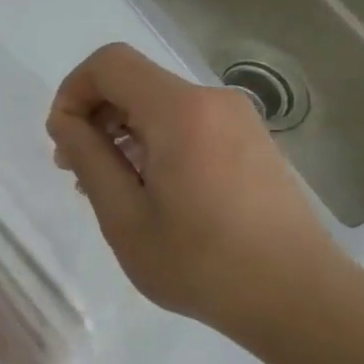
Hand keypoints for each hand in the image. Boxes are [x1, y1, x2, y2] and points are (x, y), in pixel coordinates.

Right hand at [45, 42, 356, 343]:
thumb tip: (65, 121)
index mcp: (180, 111)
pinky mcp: (253, 142)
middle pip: (135, 82)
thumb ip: (87, 158)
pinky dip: (156, 143)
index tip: (64, 140)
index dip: (73, 91)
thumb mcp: (124, 217)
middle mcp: (212, 101)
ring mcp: (239, 120)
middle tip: (78, 172)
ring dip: (124, 134)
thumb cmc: (201, 263)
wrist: (300, 299)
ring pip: (160, 105)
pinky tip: (154, 194)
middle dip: (95, 116)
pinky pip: (188, 124)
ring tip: (114, 190)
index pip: (109, 63)